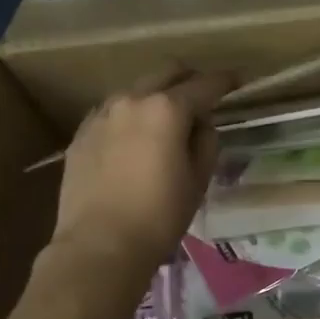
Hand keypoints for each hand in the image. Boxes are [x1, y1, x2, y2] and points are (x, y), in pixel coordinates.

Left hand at [49, 69, 233, 281]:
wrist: (98, 246)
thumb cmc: (159, 216)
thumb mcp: (198, 180)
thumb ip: (205, 141)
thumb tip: (200, 123)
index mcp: (167, 109)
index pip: (205, 84)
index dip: (226, 81)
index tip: (238, 80)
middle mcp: (132, 100)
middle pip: (166, 72)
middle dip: (189, 78)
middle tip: (202, 96)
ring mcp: (101, 114)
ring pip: (135, 90)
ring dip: (155, 96)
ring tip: (165, 121)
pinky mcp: (81, 134)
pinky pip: (111, 112)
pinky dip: (129, 116)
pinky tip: (133, 139)